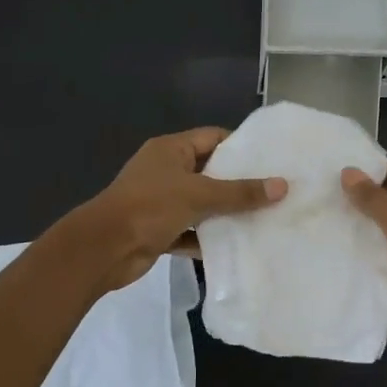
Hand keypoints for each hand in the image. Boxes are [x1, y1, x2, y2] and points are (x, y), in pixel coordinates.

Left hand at [80, 128, 286, 290]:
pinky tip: (237, 244)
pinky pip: (191, 230)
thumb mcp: (199, 195)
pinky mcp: (158, 229)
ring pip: (201, 203)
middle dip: (238, 182)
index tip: (271, 158)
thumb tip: (283, 186)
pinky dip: (208, 237)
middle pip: (209, 171)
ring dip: (225, 212)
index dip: (240, 146)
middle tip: (275, 189)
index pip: (212, 138)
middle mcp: (165, 171)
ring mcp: (160, 201)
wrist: (103, 249)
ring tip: (265, 217)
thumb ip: (241, 192)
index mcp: (170, 149)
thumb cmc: (150, 207)